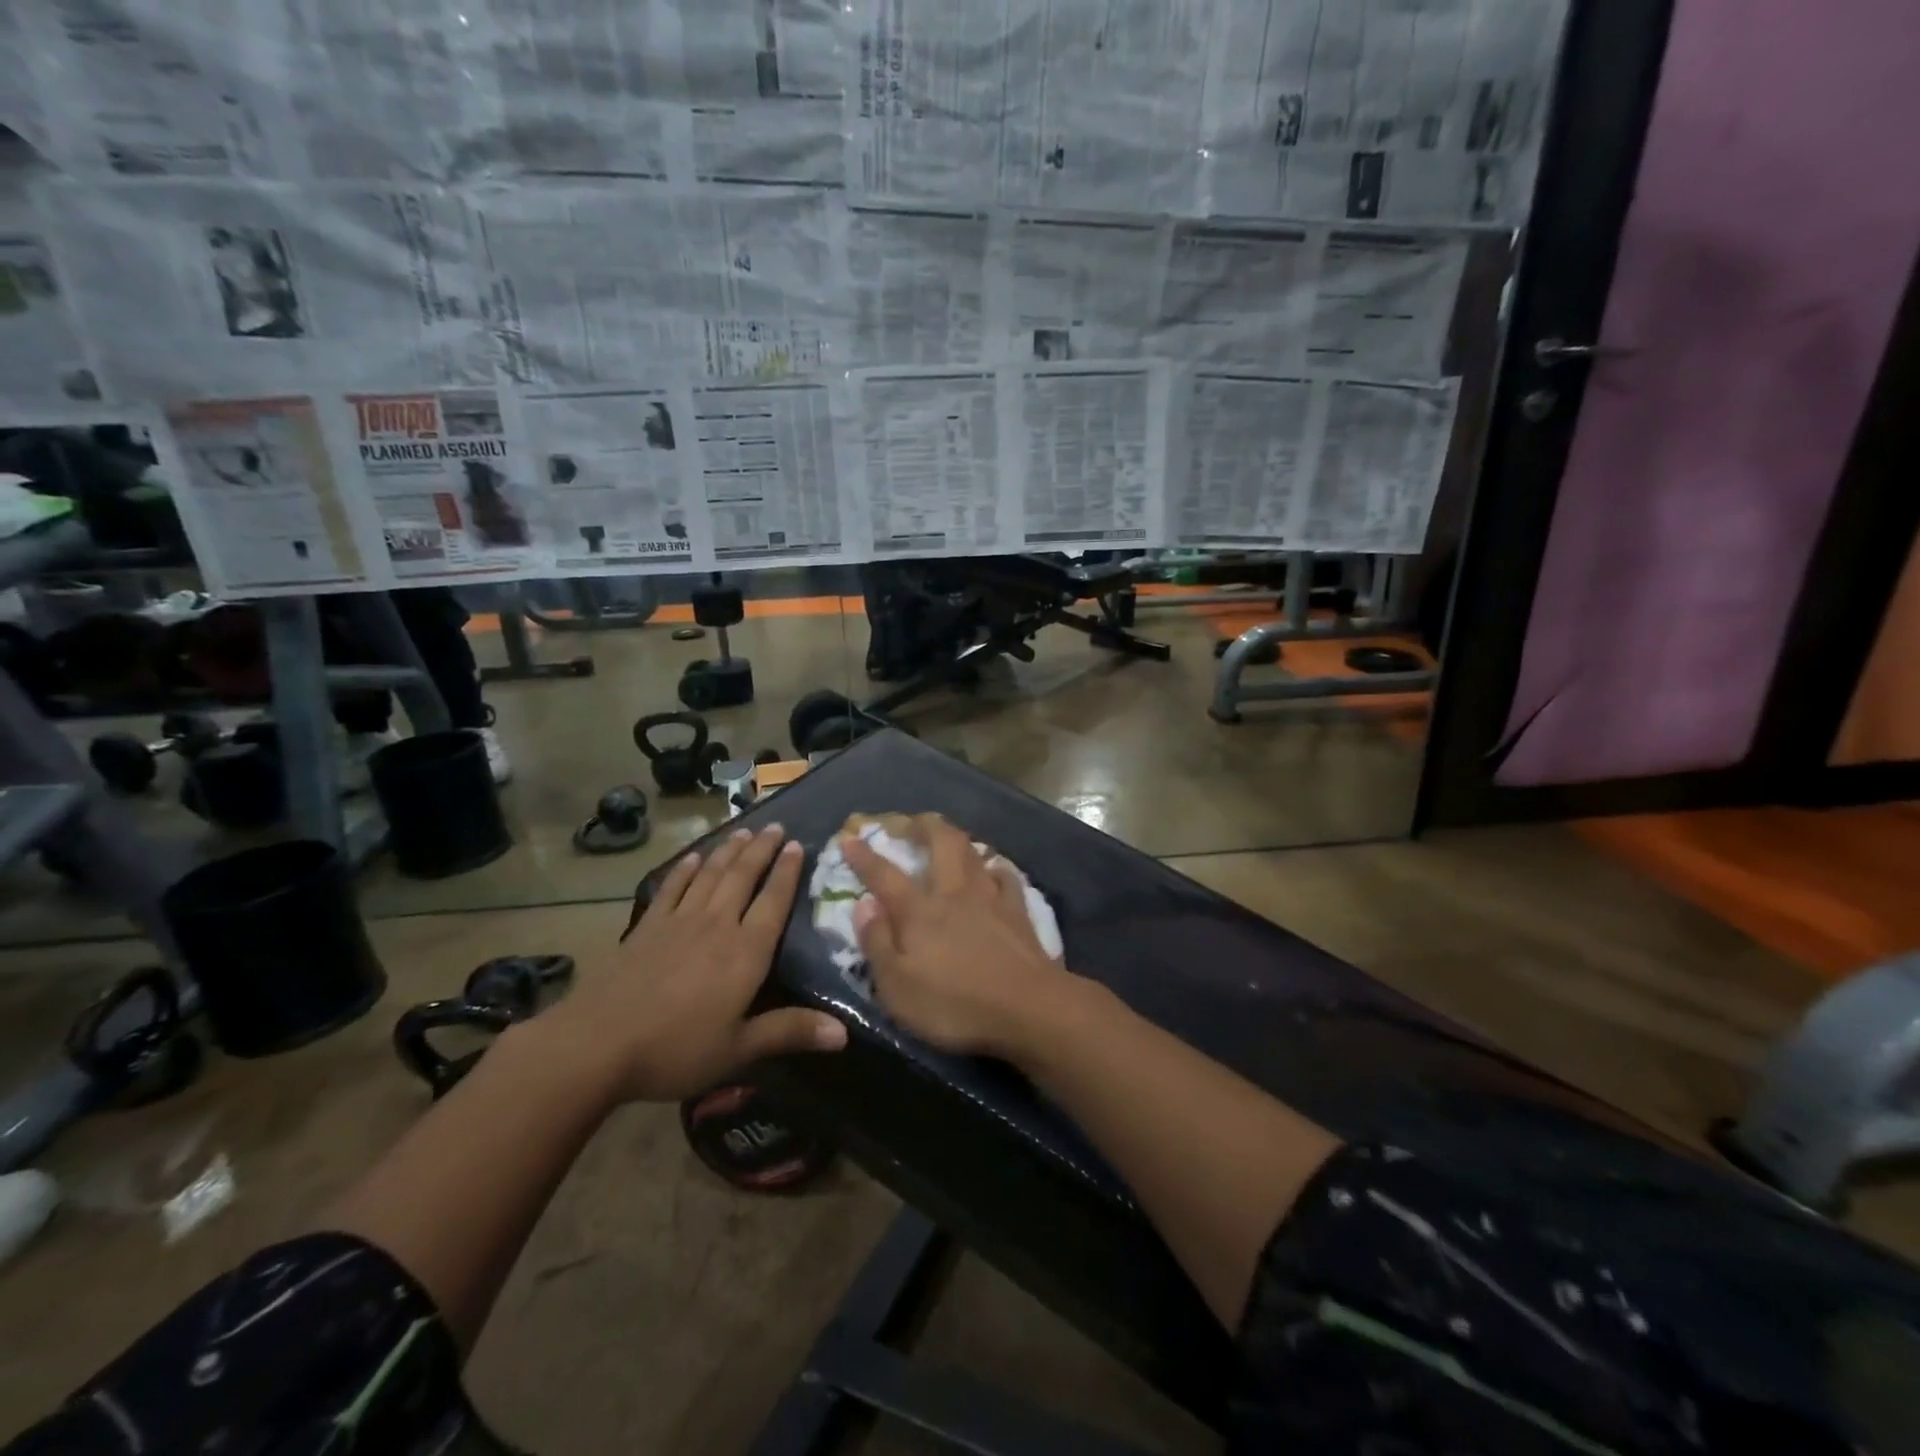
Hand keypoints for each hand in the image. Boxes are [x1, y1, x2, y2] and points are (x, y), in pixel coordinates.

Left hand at [542, 825, 845, 1102]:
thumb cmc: (676, 1049)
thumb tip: (844, 1033)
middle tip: (776, 826)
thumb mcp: (739, 1048)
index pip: (773, 902)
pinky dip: (684, 870)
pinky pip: (672, 888)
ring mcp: (679, 921)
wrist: (598, 1044)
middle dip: (761, 850)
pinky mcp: (647, 927)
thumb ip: (790, 1032)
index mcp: (745, 952)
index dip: (787, 872)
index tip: (797, 845)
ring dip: (729, 851)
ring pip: (710, 875)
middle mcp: (717, 925)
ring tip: (744, 831)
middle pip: (743, 877)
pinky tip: (692, 857)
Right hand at [842, 814, 1066, 1055]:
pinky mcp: (1019, 911)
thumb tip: (863, 905)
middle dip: (923, 825)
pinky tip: (993, 870)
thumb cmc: (955, 1005)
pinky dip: (995, 868)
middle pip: (941, 842)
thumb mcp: (898, 988)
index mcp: (919, 911)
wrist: (1029, 1008)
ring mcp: (990, 898)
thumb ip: (877, 943)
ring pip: (973, 852)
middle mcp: (954, 893)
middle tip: (911, 821)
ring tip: (948, 837)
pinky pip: (1005, 876)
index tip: (850, 839)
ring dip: (957, 839)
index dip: (865, 856)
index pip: (885, 875)